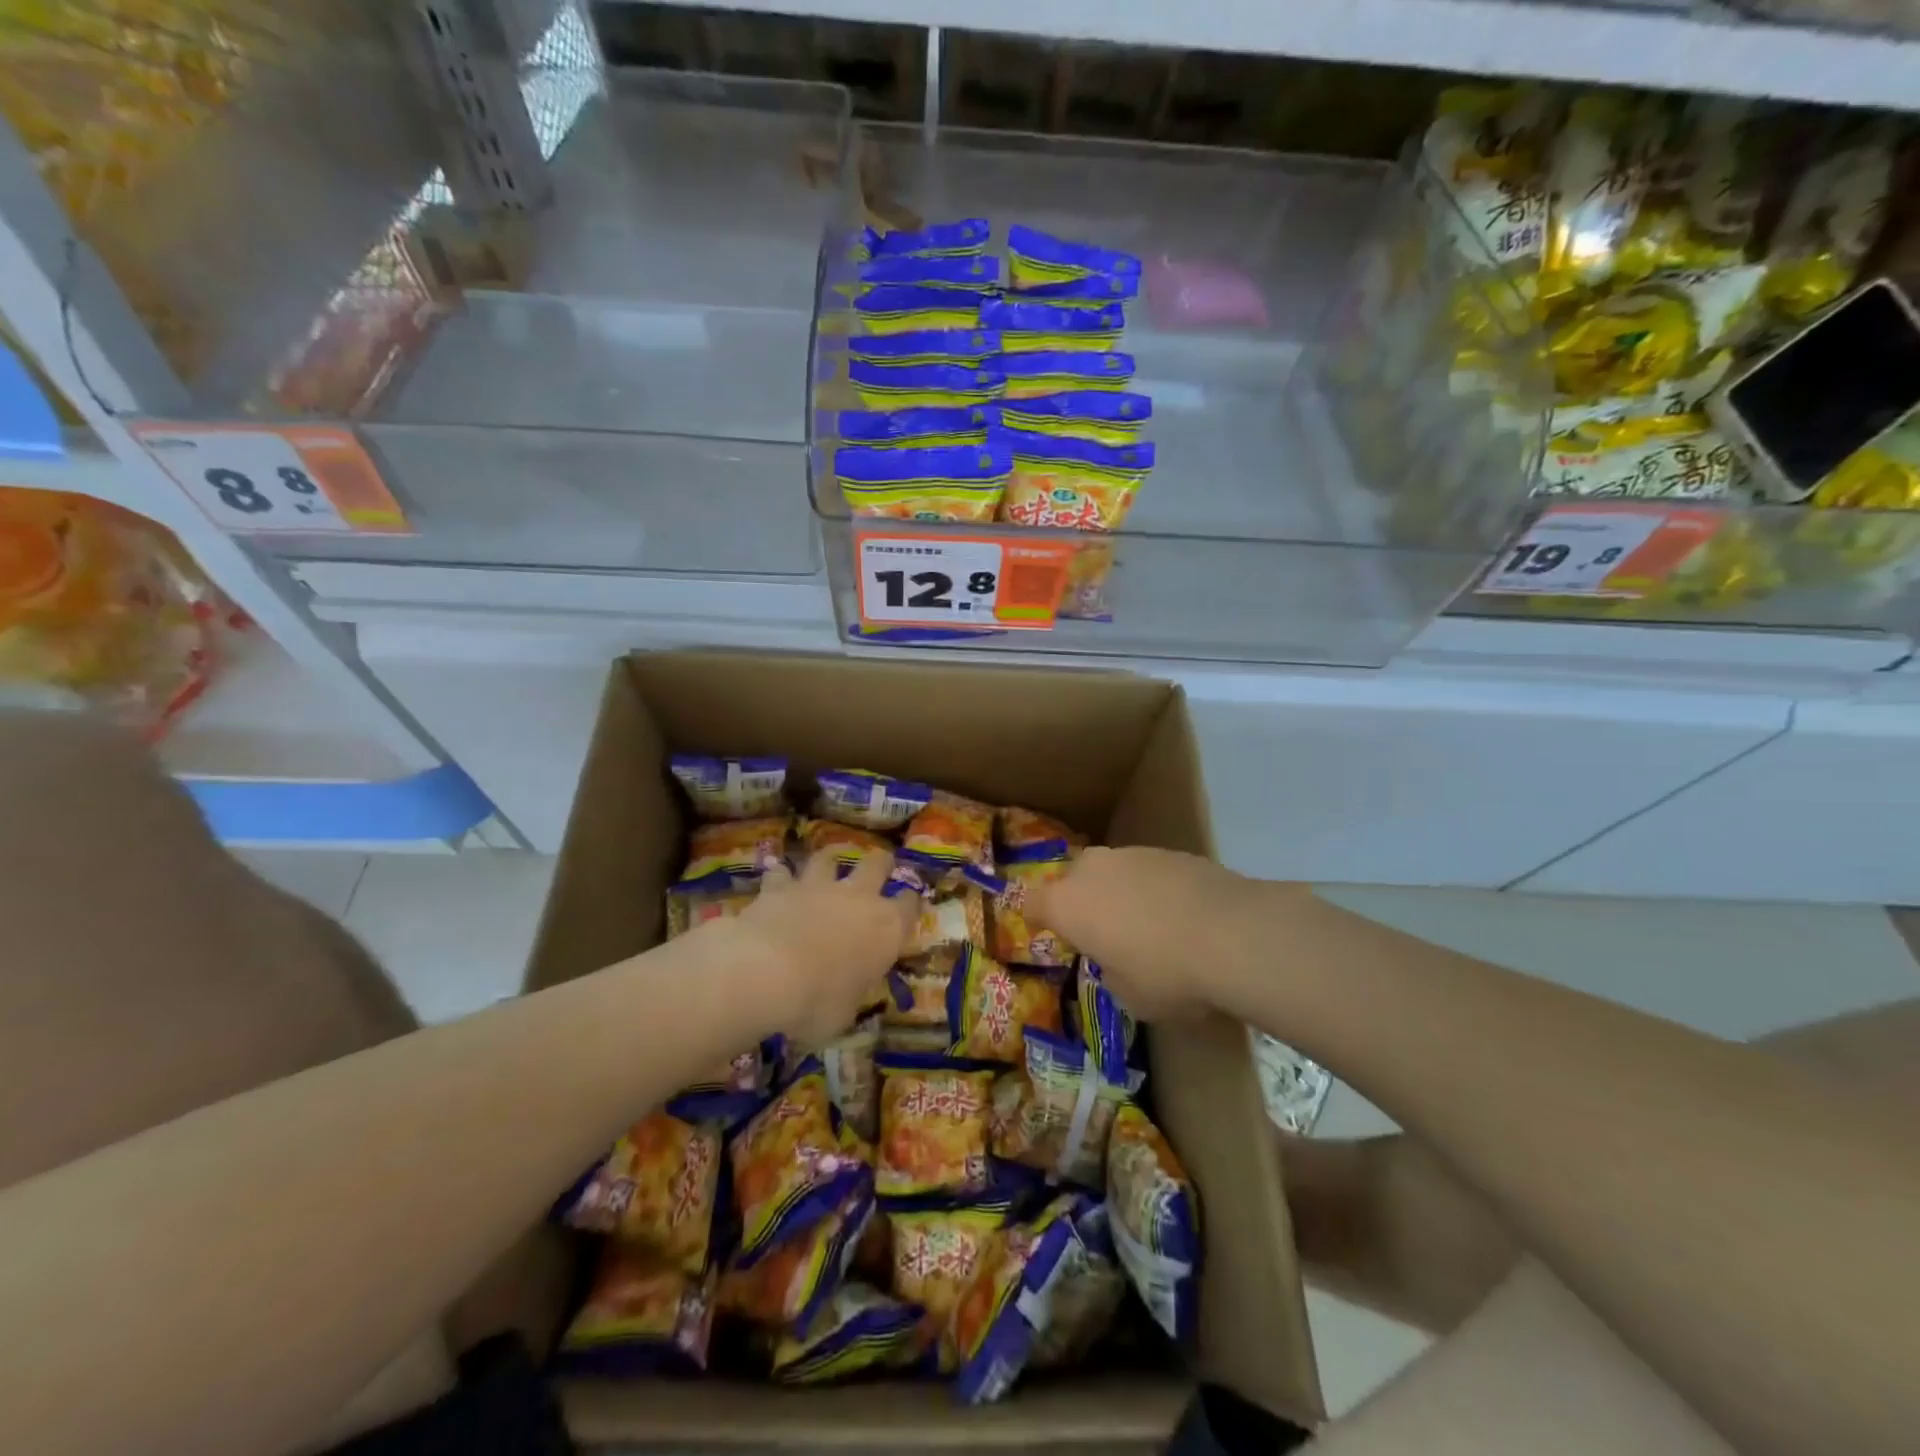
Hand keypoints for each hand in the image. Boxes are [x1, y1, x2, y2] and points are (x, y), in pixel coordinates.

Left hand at [727, 849, 913, 1046]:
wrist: (766, 974)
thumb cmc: (817, 1002)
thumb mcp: (844, 1013)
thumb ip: (850, 994)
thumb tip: (843, 994)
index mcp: (887, 929)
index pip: (909, 906)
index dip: (909, 904)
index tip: (908, 905)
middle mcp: (858, 898)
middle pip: (877, 864)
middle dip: (881, 863)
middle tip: (879, 866)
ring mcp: (818, 887)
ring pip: (829, 857)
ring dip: (830, 860)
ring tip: (828, 863)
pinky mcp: (779, 886)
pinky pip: (782, 873)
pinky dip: (781, 878)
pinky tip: (777, 882)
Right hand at [1032, 846, 1251, 1021]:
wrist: (1233, 935)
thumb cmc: (1166, 974)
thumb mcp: (1129, 996)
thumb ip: (1112, 972)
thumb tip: (1119, 961)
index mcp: (1067, 904)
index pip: (1031, 904)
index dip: (1037, 919)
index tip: (1050, 934)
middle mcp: (1092, 870)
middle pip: (1073, 881)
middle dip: (1083, 902)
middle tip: (1103, 932)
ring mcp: (1132, 854)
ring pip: (1113, 872)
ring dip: (1120, 893)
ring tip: (1149, 925)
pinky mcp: (1170, 851)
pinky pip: (1148, 872)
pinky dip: (1155, 889)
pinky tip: (1181, 915)